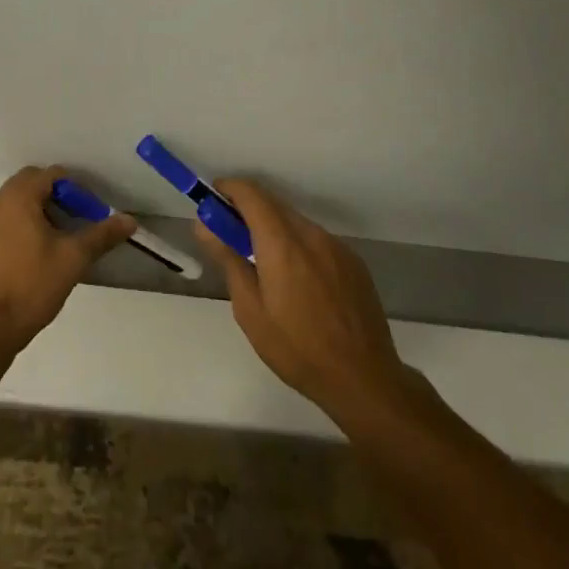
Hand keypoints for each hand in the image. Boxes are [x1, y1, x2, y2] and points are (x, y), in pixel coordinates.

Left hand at [0, 165, 136, 353]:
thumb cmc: (32, 285)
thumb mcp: (73, 258)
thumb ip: (102, 235)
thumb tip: (130, 220)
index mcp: (18, 196)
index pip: (52, 175)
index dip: (76, 190)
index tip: (90, 214)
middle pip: (33, 183)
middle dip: (58, 196)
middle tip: (77, 221)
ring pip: (19, 200)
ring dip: (41, 209)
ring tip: (61, 237)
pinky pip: (7, 217)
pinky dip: (25, 222)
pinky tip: (38, 251)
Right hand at [194, 179, 411, 422]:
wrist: (364, 379)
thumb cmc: (297, 348)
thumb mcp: (250, 309)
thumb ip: (228, 259)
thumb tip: (204, 225)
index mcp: (282, 242)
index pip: (251, 193)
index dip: (229, 189)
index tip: (213, 200)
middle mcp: (311, 234)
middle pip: (273, 204)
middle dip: (248, 211)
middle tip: (231, 236)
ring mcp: (336, 246)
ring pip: (296, 223)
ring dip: (274, 229)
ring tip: (265, 267)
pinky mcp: (354, 262)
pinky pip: (317, 241)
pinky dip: (298, 246)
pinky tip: (299, 282)